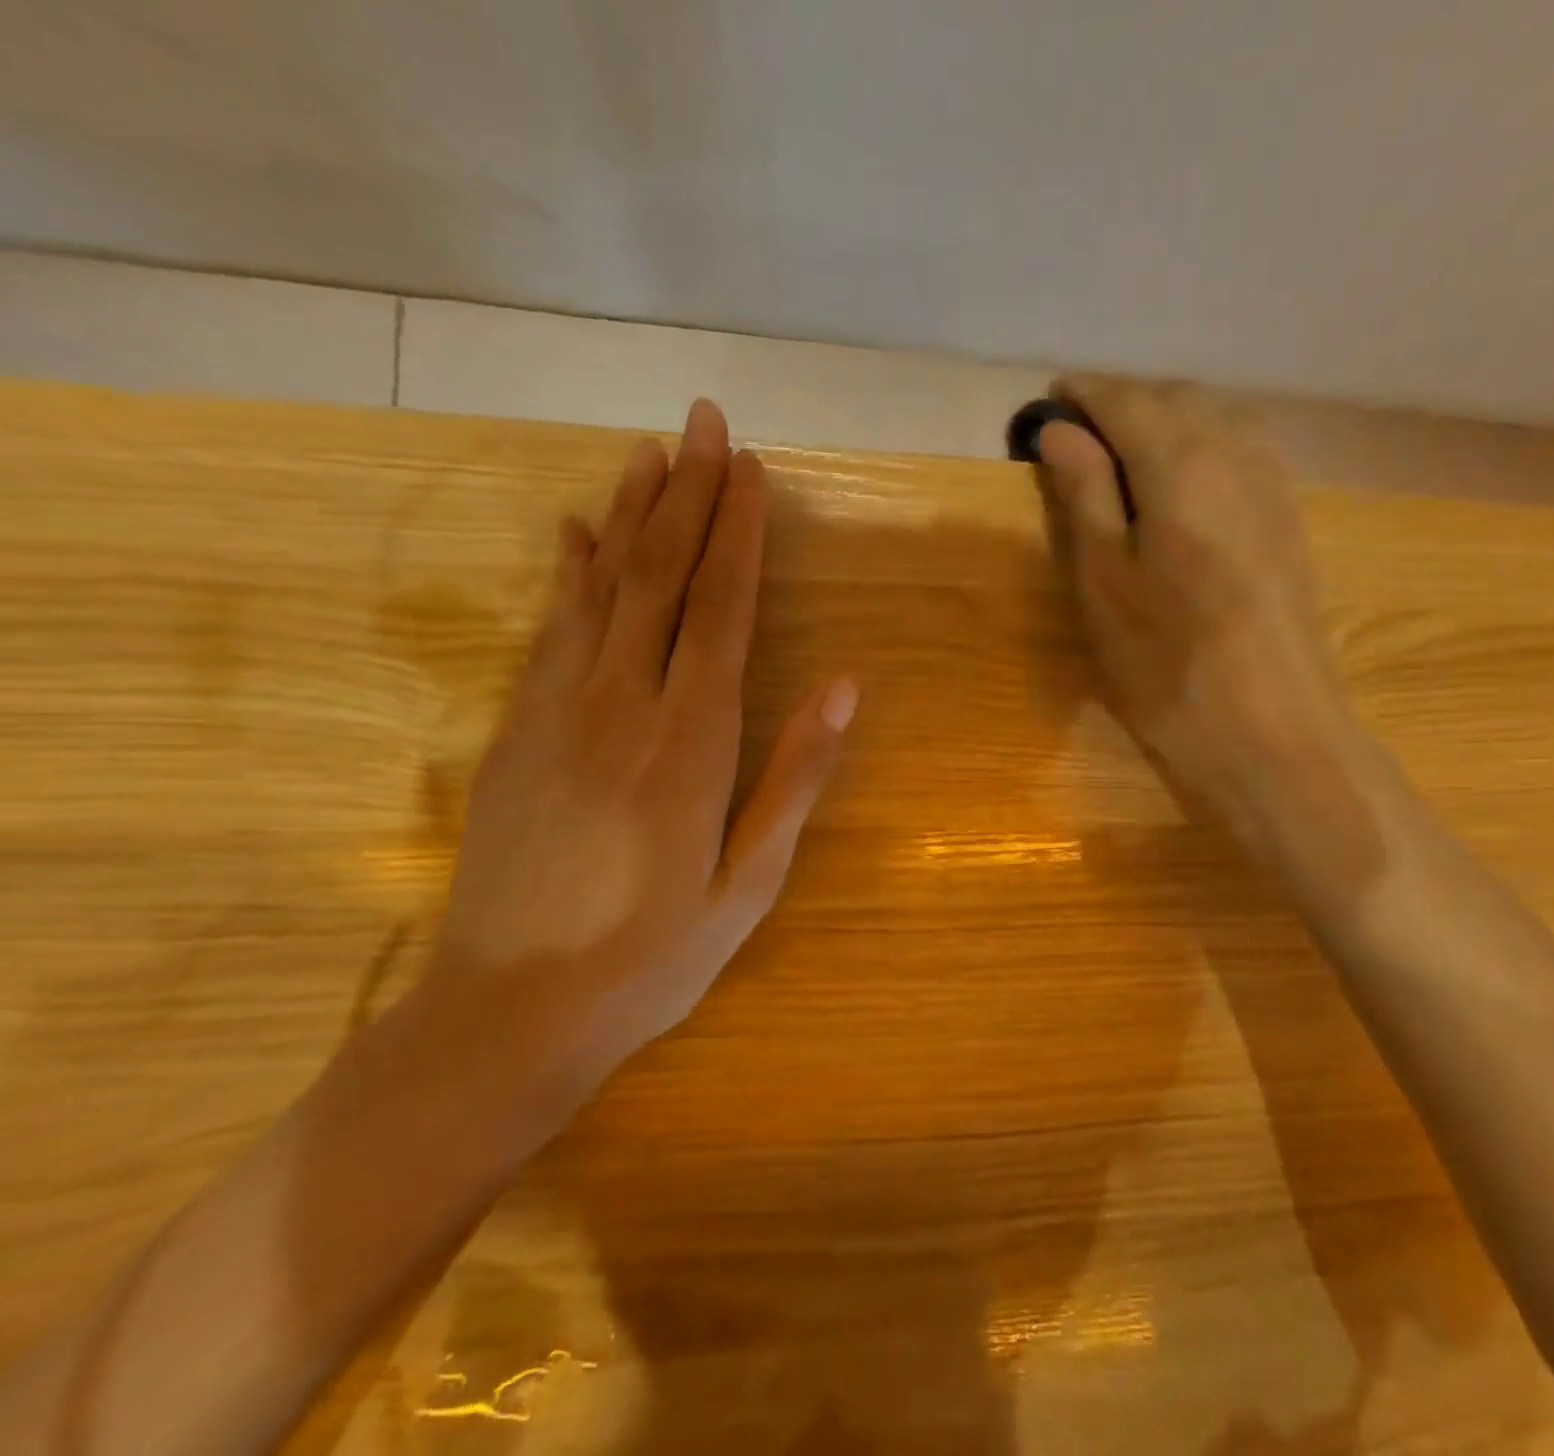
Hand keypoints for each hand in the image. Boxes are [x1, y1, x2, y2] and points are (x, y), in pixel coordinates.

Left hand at [434, 399, 856, 1058]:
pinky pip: (550, 631)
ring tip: (649, 451)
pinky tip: (576, 534)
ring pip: (601, 589)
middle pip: (660, 578)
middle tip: (703, 422)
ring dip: (630, 514)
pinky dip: (569, 573)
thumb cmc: (654, 954)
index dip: (738, 533)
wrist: (511, 1010)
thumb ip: (795, 776)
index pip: (720, 609)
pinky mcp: (516, 731)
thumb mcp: (750, 880)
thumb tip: (843, 685)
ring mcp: (557, 712)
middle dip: (687, 495)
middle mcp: (622, 706)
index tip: (750, 468)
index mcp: (692, 742)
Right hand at [1036, 376, 1390, 904]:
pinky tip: (1178, 488)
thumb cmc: (1168, 667)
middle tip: (1076, 440)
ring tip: (1120, 461)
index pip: (1126, 401)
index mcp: (1183, 464)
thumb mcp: (1105, 582)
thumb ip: (1084, 494)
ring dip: (1162, 425)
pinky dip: (1198, 450)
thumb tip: (1059, 429)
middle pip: (1174, 400)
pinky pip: (1239, 453)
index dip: (1083, 396)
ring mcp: (1274, 485)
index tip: (1047, 405)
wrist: (1272, 733)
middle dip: (1122, 406)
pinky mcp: (1290, 518)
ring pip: (1213, 422)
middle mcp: (1238, 454)